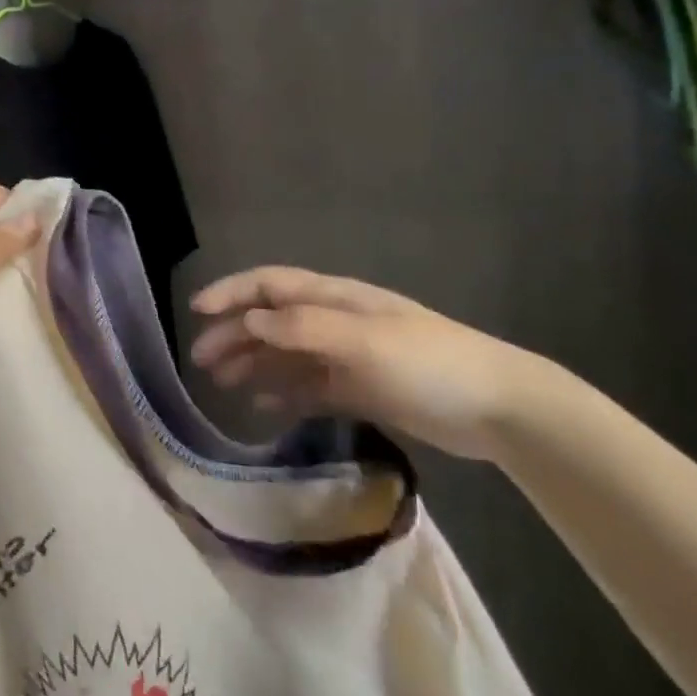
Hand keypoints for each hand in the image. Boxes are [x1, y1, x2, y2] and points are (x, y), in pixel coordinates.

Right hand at [189, 268, 553, 460]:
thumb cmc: (429, 364)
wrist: (500, 409)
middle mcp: (334, 322)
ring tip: (221, 384)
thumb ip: (304, 329)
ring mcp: (346, 357)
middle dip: (233, 334)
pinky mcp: (359, 389)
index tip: (196, 311)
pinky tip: (263, 409)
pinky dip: (282, 393)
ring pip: (284, 355)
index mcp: (334, 299)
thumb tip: (250, 322)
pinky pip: (308, 387)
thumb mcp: (364, 341)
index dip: (231, 293)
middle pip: (271, 321)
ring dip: (251, 364)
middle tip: (201, 362)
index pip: (270, 286)